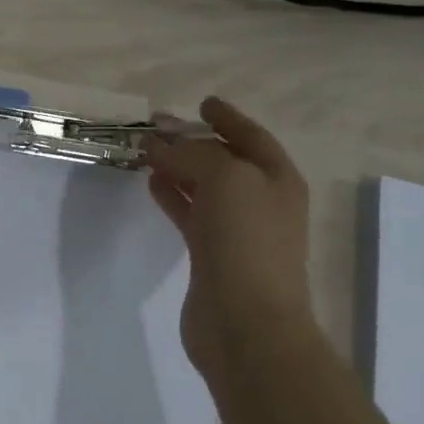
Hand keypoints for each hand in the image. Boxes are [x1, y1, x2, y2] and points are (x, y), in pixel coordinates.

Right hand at [141, 97, 315, 375]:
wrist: (246, 321)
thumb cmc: (246, 242)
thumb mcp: (226, 180)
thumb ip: (193, 155)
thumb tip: (161, 145)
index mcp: (277, 179)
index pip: (251, 137)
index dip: (228, 118)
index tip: (202, 102)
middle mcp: (261, 201)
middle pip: (225, 161)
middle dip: (195, 141)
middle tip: (159, 127)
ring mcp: (236, 230)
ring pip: (204, 187)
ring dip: (178, 168)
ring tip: (146, 152)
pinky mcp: (210, 255)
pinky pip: (189, 213)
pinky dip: (172, 196)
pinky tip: (151, 185)